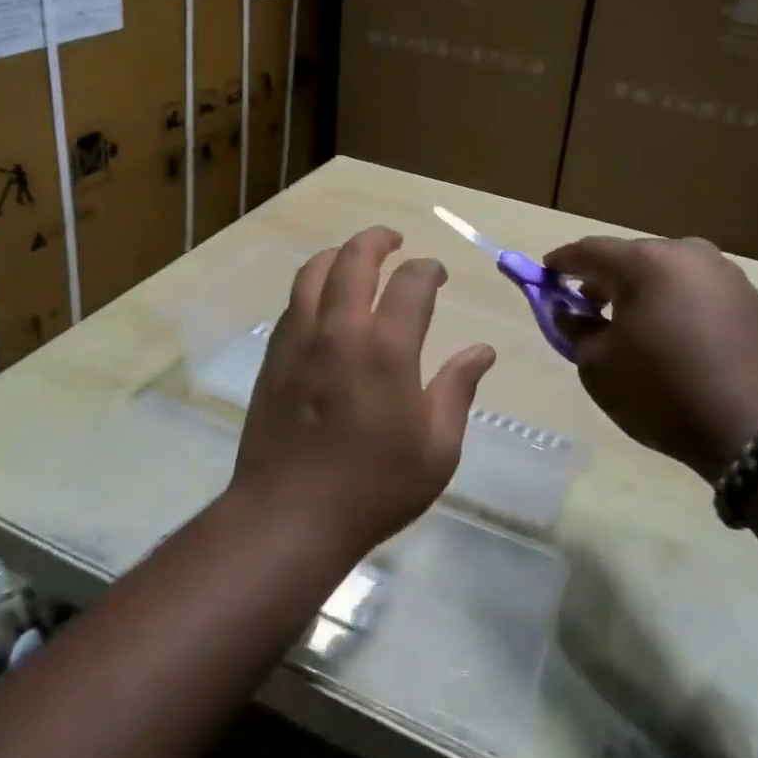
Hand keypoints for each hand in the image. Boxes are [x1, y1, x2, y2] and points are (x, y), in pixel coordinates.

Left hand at [229, 226, 496, 560]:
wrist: (288, 518)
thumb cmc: (373, 487)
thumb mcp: (436, 449)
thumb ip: (457, 390)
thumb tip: (482, 351)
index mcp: (387, 349)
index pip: (411, 283)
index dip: (428, 269)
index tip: (437, 274)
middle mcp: (340, 330)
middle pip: (354, 258)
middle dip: (378, 239)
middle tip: (394, 240)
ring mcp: (300, 339)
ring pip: (314, 271)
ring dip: (339, 254)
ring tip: (355, 258)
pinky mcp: (275, 355)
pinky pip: (294, 302)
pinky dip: (313, 286)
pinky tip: (325, 302)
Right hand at [545, 236, 757, 480]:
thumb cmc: (663, 393)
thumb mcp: (599, 367)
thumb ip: (576, 329)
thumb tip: (571, 311)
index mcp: (646, 262)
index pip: (590, 251)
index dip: (562, 262)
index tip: (545, 273)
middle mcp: (689, 254)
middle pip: (633, 257)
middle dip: (605, 277)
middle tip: (588, 303)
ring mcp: (728, 275)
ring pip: (670, 272)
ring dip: (645, 290)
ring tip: (634, 323)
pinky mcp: (754, 300)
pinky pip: (701, 292)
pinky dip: (679, 304)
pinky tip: (676, 336)